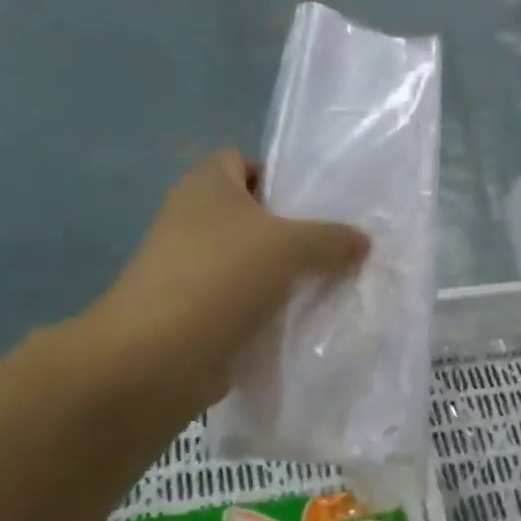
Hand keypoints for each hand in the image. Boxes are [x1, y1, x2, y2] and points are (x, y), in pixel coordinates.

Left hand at [90, 151, 368, 412]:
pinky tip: (308, 319)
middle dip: (297, 231)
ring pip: (254, 262)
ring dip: (288, 275)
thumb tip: (362, 241)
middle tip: (342, 246)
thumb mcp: (289, 246)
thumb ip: (331, 238)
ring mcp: (193, 268)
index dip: (283, 177)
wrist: (157, 357)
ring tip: (336, 283)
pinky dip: (271, 309)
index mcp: (206, 185)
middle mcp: (195, 219)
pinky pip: (246, 300)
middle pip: (256, 215)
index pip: (247, 162)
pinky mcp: (198, 310)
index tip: (323, 203)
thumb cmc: (219, 277)